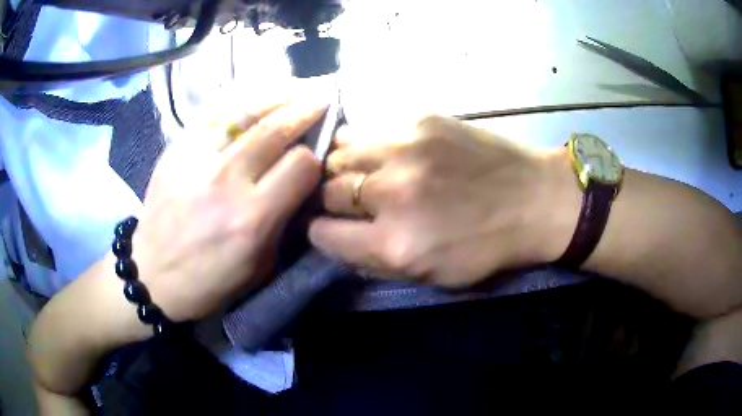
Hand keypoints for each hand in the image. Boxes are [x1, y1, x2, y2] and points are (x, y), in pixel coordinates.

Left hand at [132, 99, 327, 320]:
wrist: (152, 276)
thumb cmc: (210, 281)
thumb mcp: (259, 266)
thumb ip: (284, 221)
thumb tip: (301, 183)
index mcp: (252, 218)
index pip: (301, 165)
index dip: (315, 156)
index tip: (318, 154)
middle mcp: (226, 181)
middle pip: (275, 129)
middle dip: (305, 110)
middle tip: (322, 99)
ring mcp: (196, 160)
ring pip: (244, 111)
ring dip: (277, 95)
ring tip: (296, 87)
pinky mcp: (175, 150)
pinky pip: (213, 113)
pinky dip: (240, 101)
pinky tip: (255, 96)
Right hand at [309, 115, 576, 287]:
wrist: (537, 200)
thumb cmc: (489, 247)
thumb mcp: (433, 276)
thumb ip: (378, 261)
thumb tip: (340, 238)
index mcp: (394, 244)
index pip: (322, 234)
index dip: (323, 233)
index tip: (331, 229)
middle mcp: (391, 193)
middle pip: (328, 190)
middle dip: (333, 199)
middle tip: (353, 200)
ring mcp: (404, 149)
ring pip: (340, 152)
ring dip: (344, 166)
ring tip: (363, 170)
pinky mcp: (420, 120)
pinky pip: (369, 128)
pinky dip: (367, 143)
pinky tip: (385, 150)